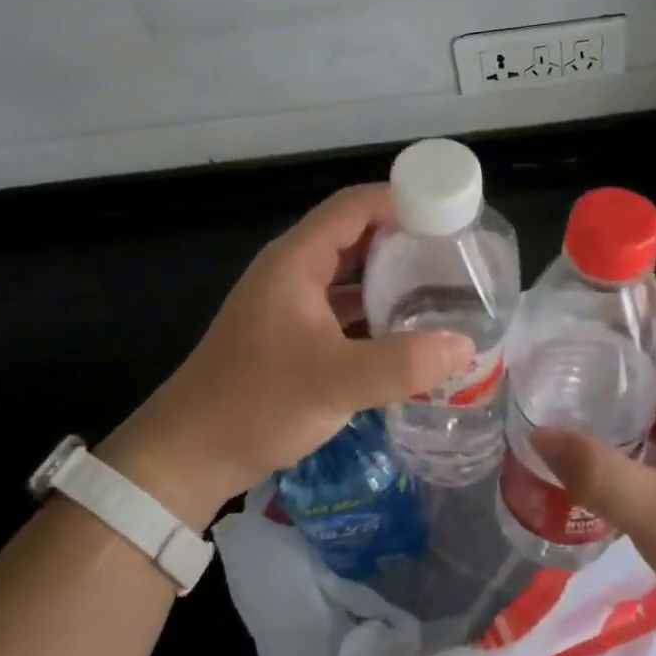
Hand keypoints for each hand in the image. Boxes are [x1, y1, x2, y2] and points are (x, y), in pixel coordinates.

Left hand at [96, 184, 475, 529]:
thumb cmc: (256, 403)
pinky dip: (373, 306)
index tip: (449, 215)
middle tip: (455, 253)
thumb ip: (402, 363)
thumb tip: (466, 345)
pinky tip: (405, 326)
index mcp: (297, 259)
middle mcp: (293, 270)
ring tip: (440, 285)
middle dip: (404, 237)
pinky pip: (341, 303)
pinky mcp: (292, 332)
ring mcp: (290, 301)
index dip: (401, 200)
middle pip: (355, 233)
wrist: (188, 455)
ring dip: (390, 273)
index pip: (355, 205)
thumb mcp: (335, 382)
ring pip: (349, 270)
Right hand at [532, 294, 655, 647]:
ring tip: (580, 374)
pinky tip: (609, 429)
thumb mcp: (655, 514)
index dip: (646, 298)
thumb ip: (596, 472)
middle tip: (571, 337)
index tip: (595, 297)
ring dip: (634, 372)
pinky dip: (643, 409)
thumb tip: (539, 432)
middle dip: (627, 334)